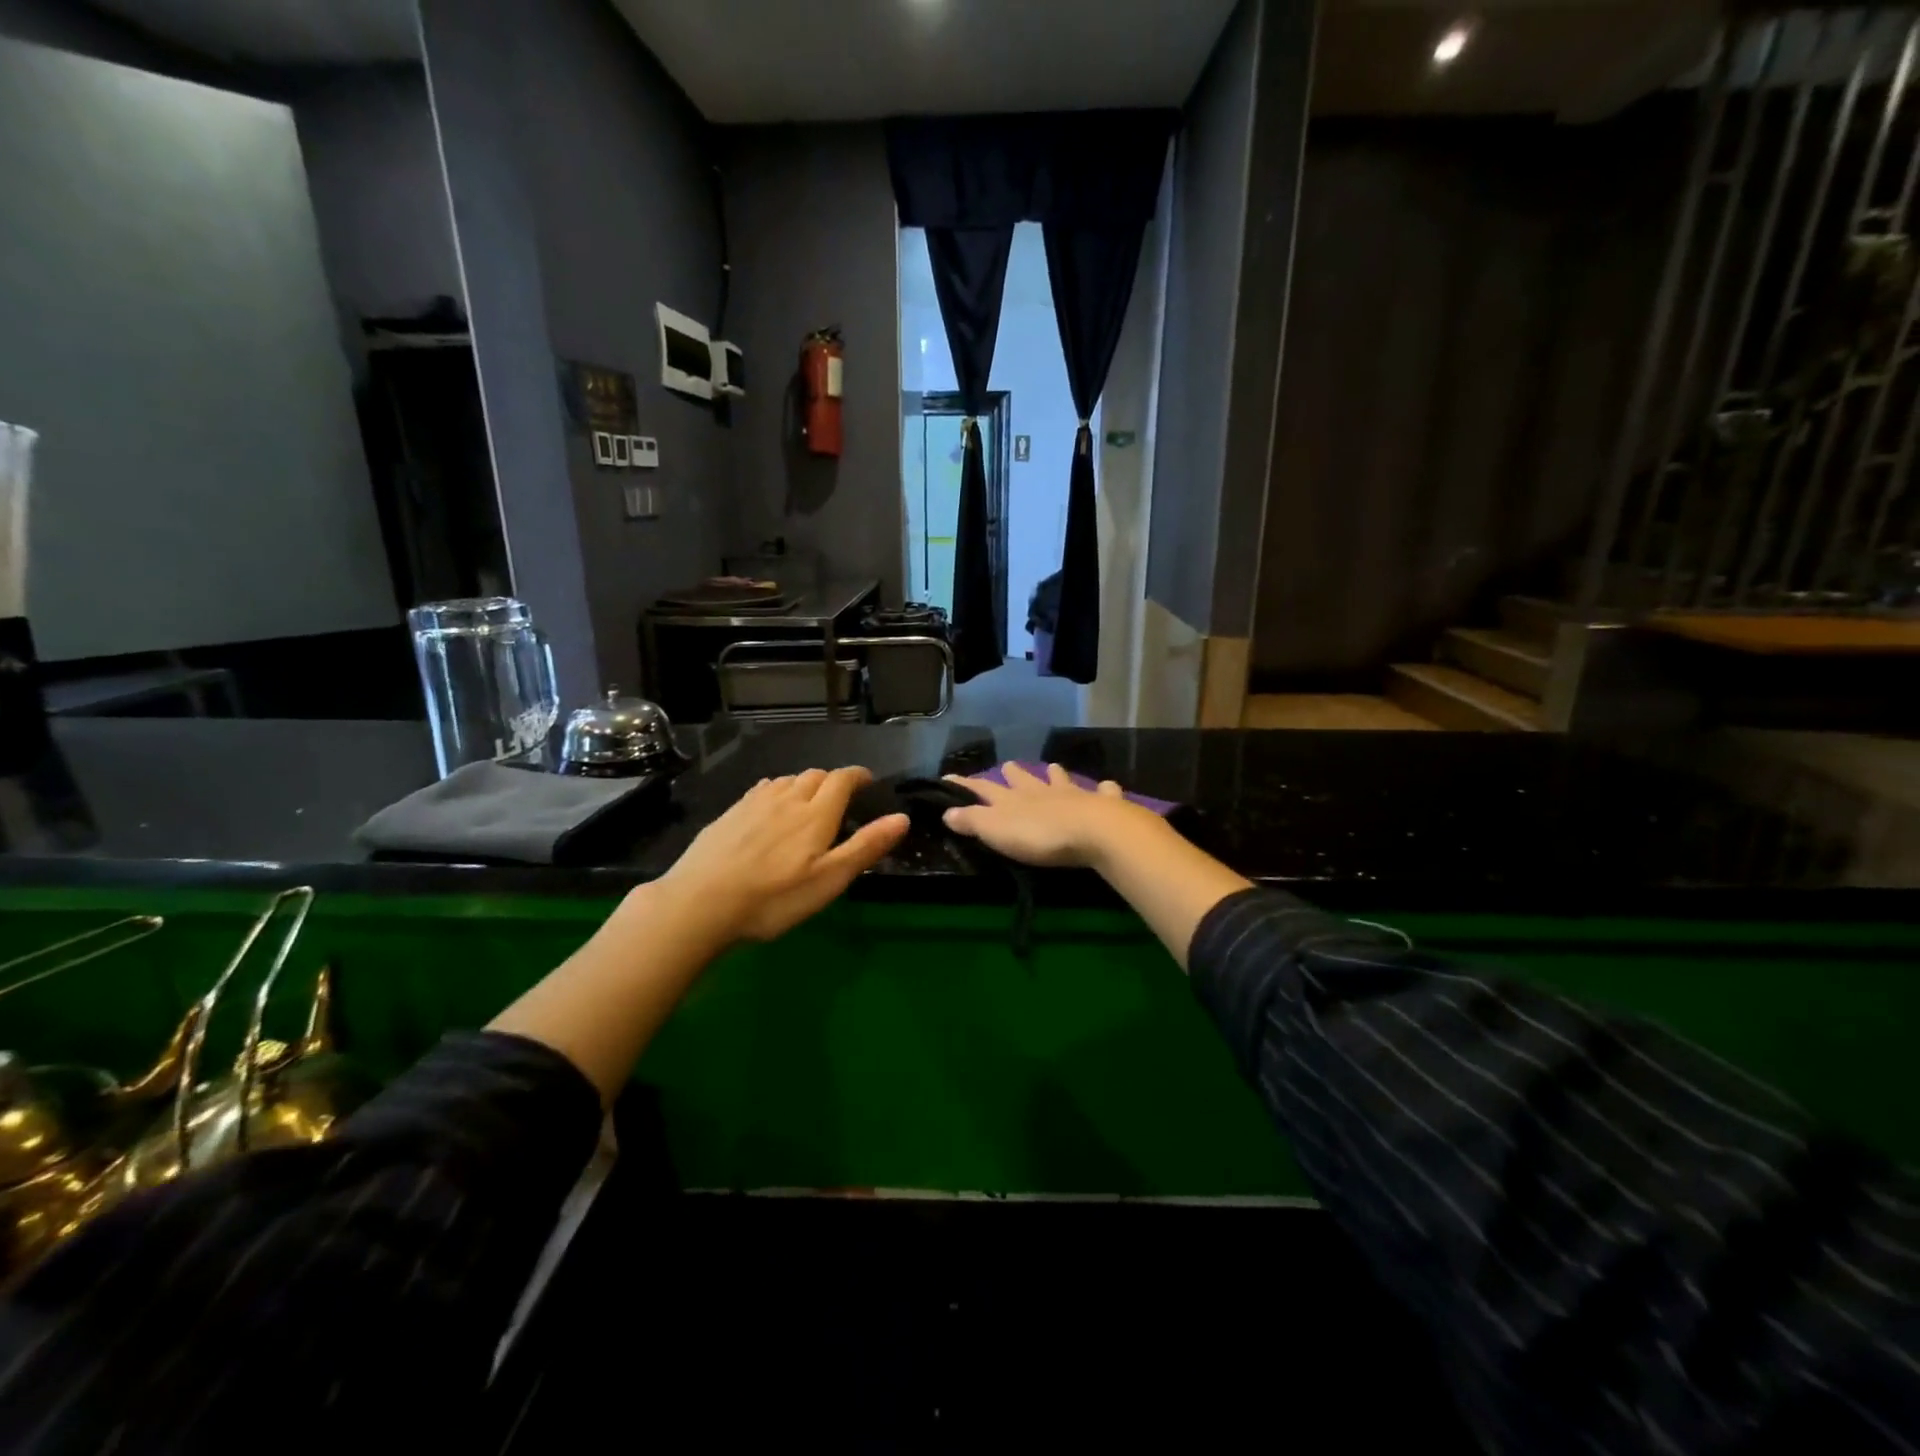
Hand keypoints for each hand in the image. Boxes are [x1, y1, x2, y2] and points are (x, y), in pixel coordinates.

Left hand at [659, 767, 907, 943]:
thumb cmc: (774, 898)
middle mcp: (787, 798)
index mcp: (816, 814)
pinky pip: (761, 790)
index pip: (842, 779)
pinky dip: (776, 791)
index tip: (867, 781)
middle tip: (840, 799)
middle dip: (832, 780)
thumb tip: (902, 818)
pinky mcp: (729, 814)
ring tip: (807, 803)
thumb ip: (866, 846)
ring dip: (804, 784)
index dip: (858, 775)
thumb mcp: (829, 880)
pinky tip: (770, 808)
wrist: (700, 902)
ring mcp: (754, 803)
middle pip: (815, 775)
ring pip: (787, 780)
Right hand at [940, 762, 1163, 868]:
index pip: (982, 788)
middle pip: (1023, 779)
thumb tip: (945, 811)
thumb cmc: (1039, 835)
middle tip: (1007, 765)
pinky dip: (1104, 789)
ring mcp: (1073, 795)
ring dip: (1055, 775)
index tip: (949, 777)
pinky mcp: (1102, 804)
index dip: (965, 785)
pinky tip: (1108, 786)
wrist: (1093, 831)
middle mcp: (1040, 791)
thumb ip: (971, 821)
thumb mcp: (996, 830)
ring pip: (1060, 780)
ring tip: (1052, 768)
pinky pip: (1104, 792)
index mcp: (1012, 799)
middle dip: (1013, 773)